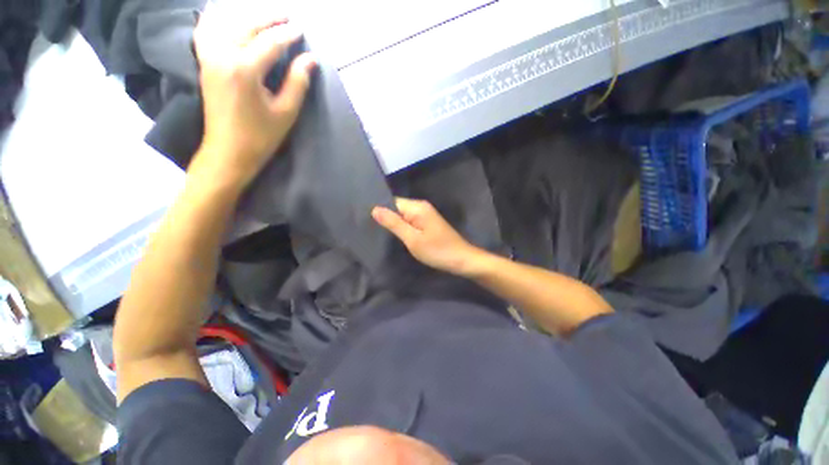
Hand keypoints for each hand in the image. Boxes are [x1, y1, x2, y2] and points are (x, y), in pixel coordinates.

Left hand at [192, 3, 315, 186]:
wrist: (228, 152)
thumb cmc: (261, 136)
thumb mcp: (286, 113)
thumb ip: (298, 83)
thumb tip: (310, 60)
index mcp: (245, 69)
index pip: (270, 43)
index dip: (287, 35)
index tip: (301, 30)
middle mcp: (223, 56)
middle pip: (247, 27)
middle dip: (268, 19)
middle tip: (286, 16)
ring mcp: (209, 58)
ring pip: (226, 25)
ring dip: (246, 17)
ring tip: (262, 15)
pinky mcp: (204, 65)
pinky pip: (205, 33)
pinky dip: (214, 20)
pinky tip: (220, 15)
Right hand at [372, 198, 483, 275]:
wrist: (462, 260)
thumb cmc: (437, 250)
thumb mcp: (413, 239)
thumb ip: (394, 223)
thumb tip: (374, 209)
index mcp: (417, 207)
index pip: (392, 202)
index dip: (380, 211)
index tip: (366, 221)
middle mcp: (421, 207)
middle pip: (397, 208)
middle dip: (386, 218)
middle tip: (370, 230)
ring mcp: (426, 215)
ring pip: (403, 216)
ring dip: (394, 224)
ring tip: (380, 234)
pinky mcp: (428, 223)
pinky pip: (410, 222)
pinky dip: (403, 228)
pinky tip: (396, 236)